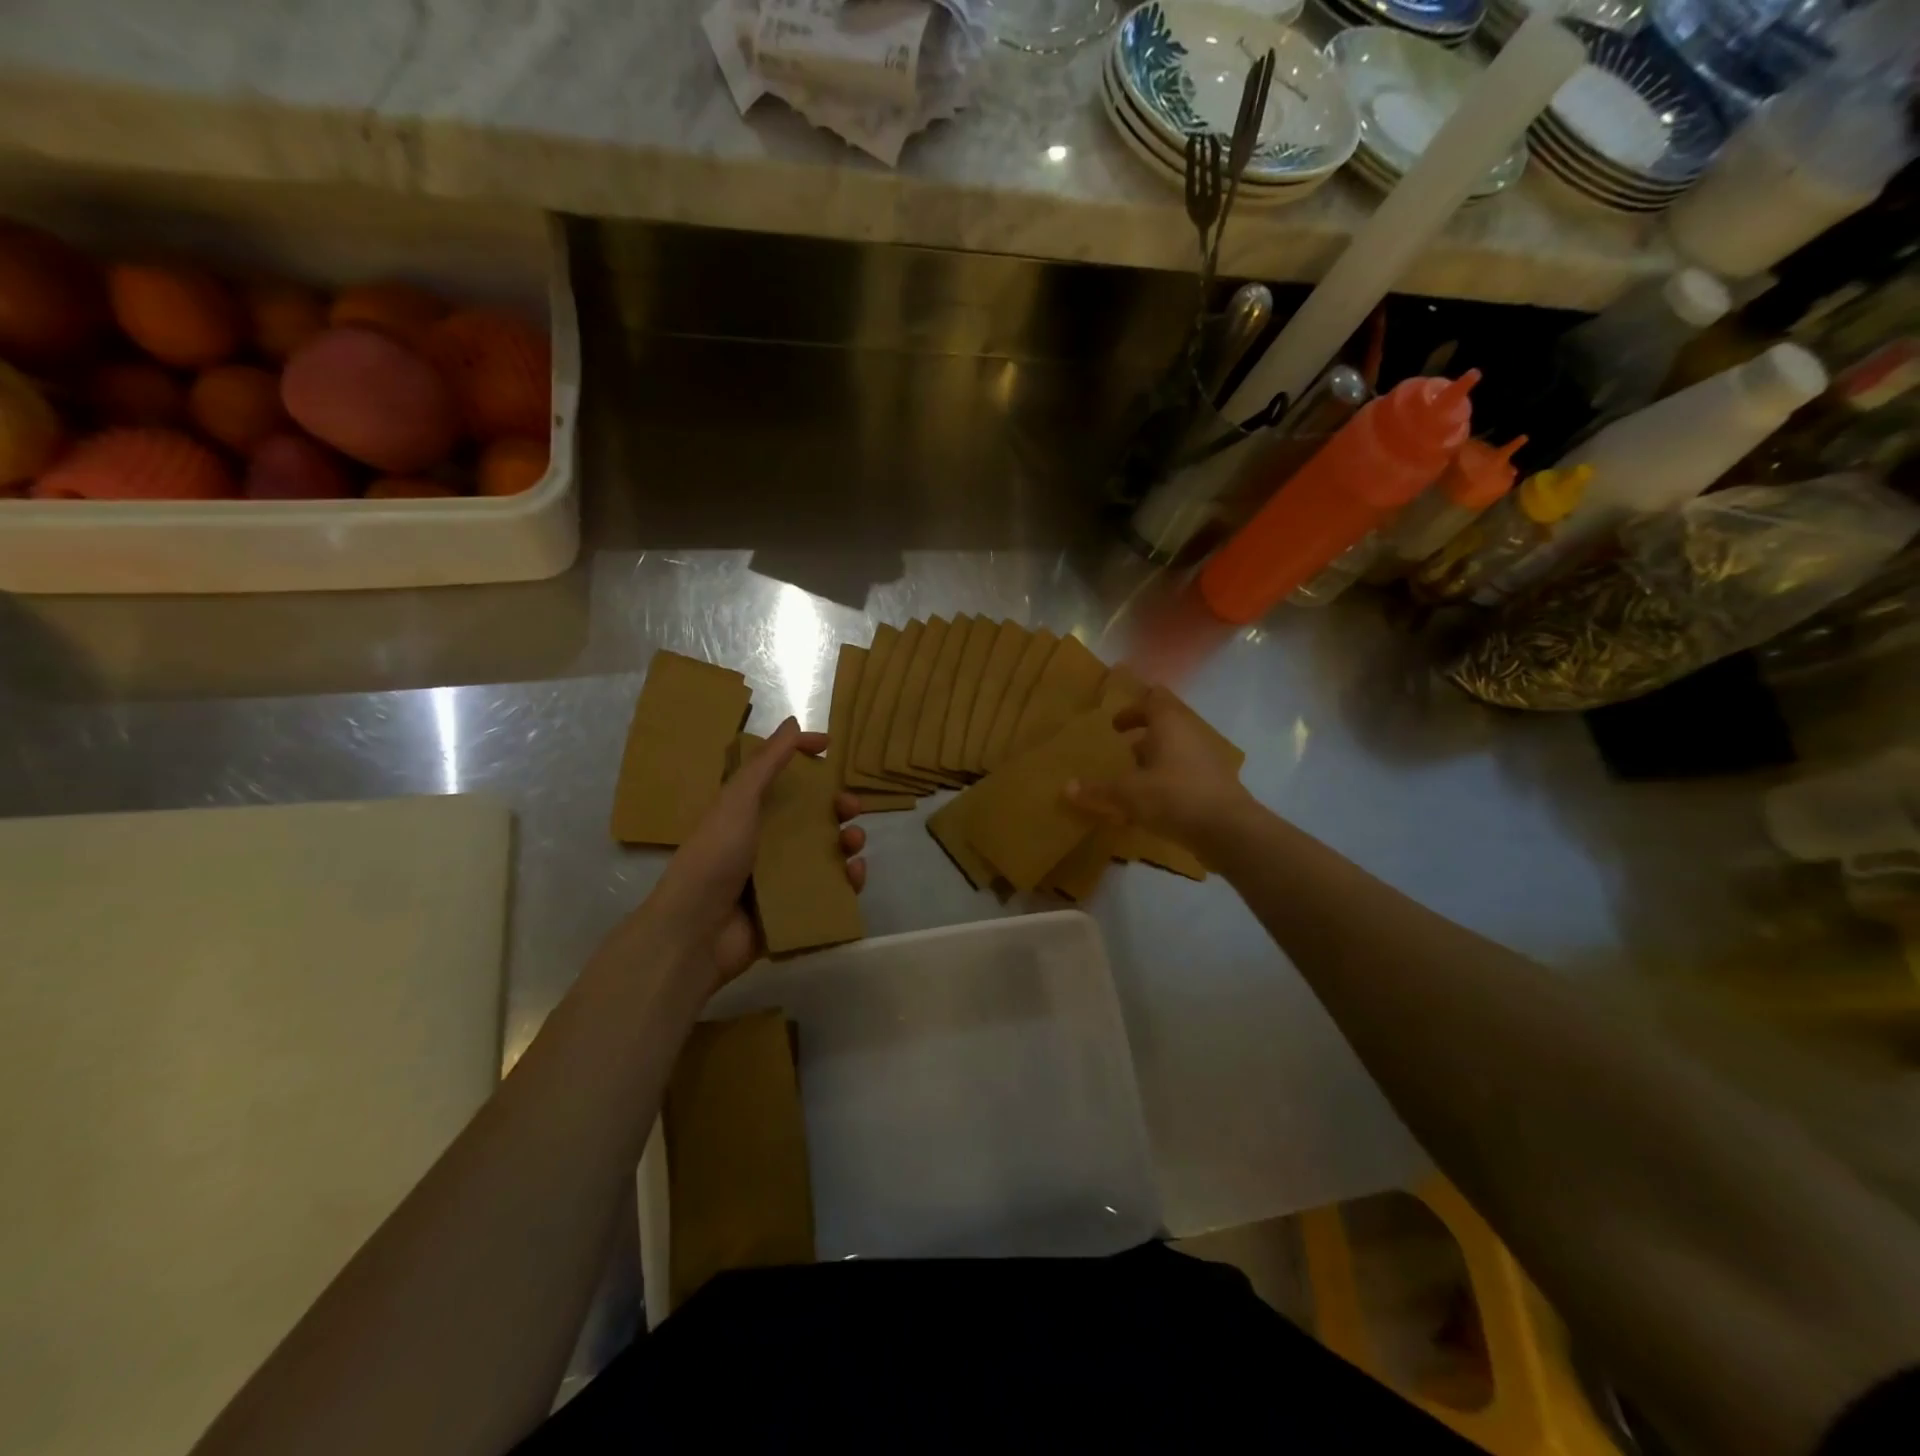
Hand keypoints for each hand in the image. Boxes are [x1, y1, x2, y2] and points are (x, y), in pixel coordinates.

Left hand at [614, 718, 866, 994]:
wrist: (696, 934)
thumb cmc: (714, 859)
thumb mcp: (737, 802)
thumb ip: (766, 763)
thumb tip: (793, 723)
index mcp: (746, 812)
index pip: (779, 775)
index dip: (803, 757)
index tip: (830, 746)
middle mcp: (763, 840)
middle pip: (809, 815)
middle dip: (835, 806)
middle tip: (851, 806)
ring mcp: (779, 876)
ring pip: (824, 851)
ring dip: (846, 841)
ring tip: (854, 842)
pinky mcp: (793, 908)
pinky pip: (828, 888)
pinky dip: (846, 879)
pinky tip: (854, 874)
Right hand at [1065, 687, 1252, 850]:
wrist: (1228, 830)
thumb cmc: (1173, 797)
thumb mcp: (1127, 794)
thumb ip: (1098, 790)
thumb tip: (1066, 788)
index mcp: (1169, 724)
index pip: (1153, 699)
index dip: (1133, 708)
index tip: (1116, 725)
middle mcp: (1190, 734)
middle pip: (1166, 724)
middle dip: (1143, 735)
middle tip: (1121, 750)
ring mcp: (1207, 759)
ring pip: (1177, 749)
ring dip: (1155, 759)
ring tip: (1133, 779)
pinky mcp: (1215, 784)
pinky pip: (1186, 772)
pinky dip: (1168, 780)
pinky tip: (1152, 804)